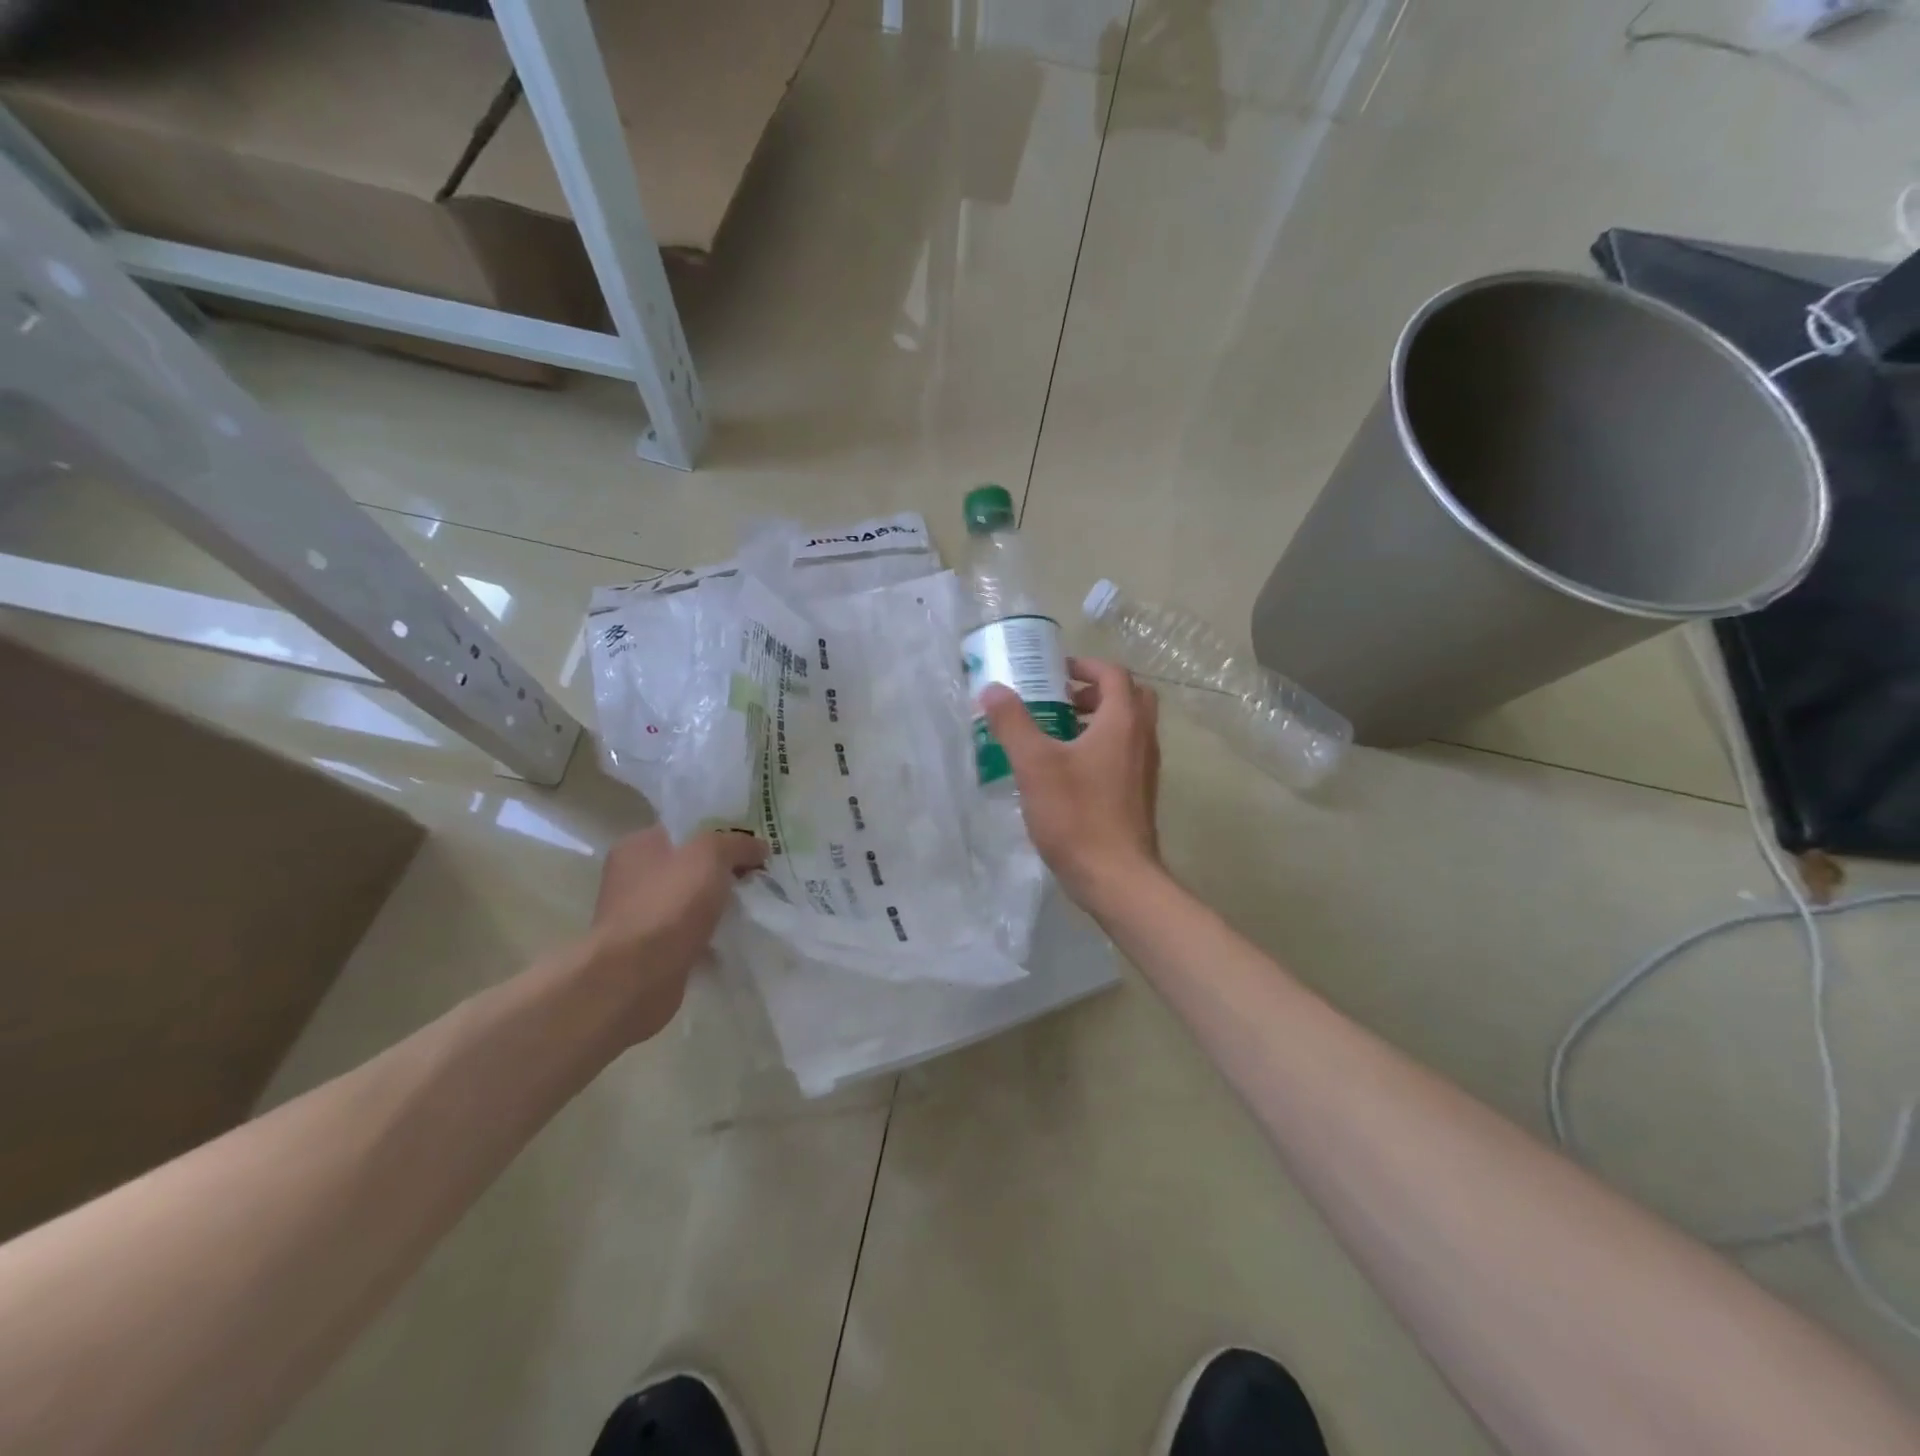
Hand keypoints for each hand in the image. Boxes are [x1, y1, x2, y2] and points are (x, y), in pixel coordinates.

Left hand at [585, 825, 766, 1044]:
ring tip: (753, 906)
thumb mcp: (711, 854)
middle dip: (722, 871)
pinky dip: (709, 935)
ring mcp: (639, 917)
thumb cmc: (670, 902)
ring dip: (717, 905)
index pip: (684, 829)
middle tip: (758, 875)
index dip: (719, 833)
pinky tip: (734, 936)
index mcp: (637, 846)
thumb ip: (737, 844)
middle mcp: (631, 878)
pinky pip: (689, 934)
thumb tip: (759, 847)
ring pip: (690, 902)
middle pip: (688, 865)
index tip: (752, 845)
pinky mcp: (649, 951)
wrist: (638, 975)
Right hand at [979, 656, 1162, 910]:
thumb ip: (1013, 723)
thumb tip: (993, 688)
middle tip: (1061, 699)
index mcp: (1123, 721)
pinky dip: (1102, 746)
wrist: (1116, 877)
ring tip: (1057, 733)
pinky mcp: (1139, 794)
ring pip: (1128, 727)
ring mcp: (1145, 768)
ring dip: (1098, 719)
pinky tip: (1067, 771)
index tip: (1053, 672)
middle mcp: (1142, 738)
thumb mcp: (1035, 765)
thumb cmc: (1077, 815)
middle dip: (1095, 690)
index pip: (1112, 674)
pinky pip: (1125, 753)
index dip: (1084, 665)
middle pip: (1128, 696)